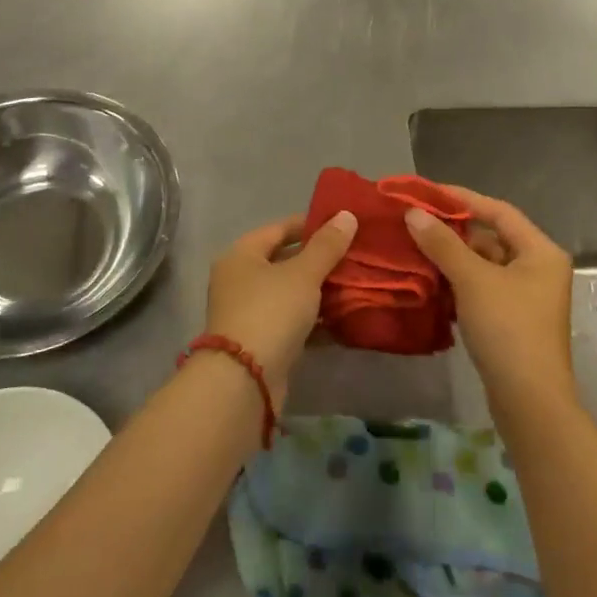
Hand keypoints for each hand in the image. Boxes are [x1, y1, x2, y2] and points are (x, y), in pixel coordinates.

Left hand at [205, 211, 357, 407]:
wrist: (245, 381)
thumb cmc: (270, 312)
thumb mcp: (303, 274)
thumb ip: (327, 245)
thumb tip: (347, 214)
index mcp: (242, 255)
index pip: (279, 229)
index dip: (311, 224)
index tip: (343, 225)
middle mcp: (240, 280)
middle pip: (285, 261)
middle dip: (320, 259)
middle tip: (355, 255)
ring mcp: (250, 313)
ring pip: (291, 293)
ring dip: (320, 291)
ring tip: (356, 284)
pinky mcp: (262, 342)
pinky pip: (293, 322)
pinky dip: (316, 320)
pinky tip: (345, 318)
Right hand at [405, 187, 575, 413]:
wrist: (529, 402)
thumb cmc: (508, 329)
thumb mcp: (473, 280)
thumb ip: (443, 243)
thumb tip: (414, 213)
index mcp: (540, 251)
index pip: (498, 211)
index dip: (462, 198)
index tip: (427, 193)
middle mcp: (538, 269)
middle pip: (491, 238)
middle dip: (453, 231)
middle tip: (415, 222)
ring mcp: (526, 297)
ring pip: (484, 266)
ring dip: (452, 258)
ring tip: (414, 249)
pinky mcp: (512, 321)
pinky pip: (482, 289)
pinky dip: (458, 283)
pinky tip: (429, 282)